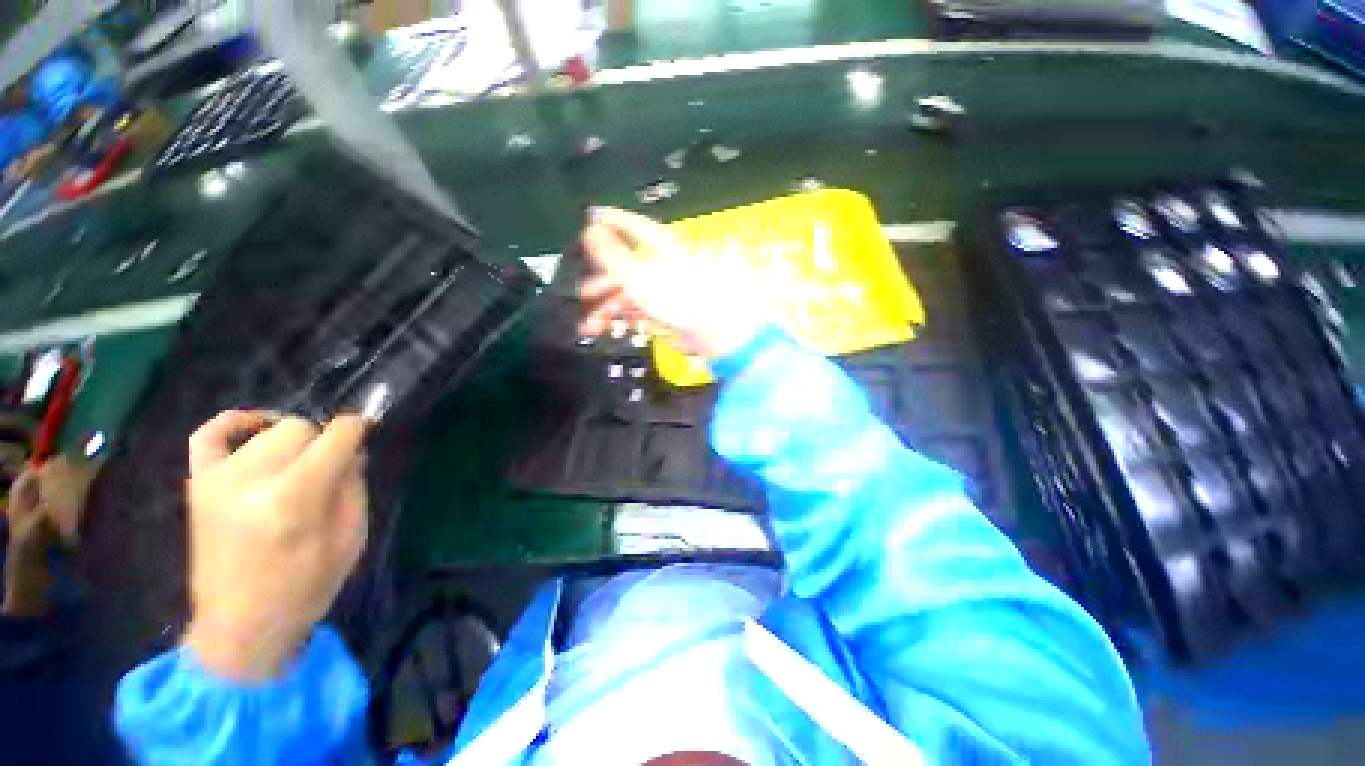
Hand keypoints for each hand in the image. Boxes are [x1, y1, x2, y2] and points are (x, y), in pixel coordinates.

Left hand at [181, 411, 368, 681]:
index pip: (336, 435)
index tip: (366, 433)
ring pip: (267, 431)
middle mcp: (252, 479)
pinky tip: (256, 429)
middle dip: (322, 441)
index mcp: (295, 496)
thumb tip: (353, 451)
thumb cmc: (305, 588)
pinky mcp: (198, 486)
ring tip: (299, 465)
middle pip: (299, 428)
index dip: (357, 430)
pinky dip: (235, 423)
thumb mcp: (351, 540)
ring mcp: (217, 480)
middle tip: (329, 467)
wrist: (240, 628)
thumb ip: (354, 487)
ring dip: (291, 442)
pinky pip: (208, 434)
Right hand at [578, 208, 767, 359]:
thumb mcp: (639, 276)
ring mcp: (669, 290)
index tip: (590, 217)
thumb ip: (612, 254)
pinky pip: (646, 311)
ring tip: (592, 326)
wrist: (715, 332)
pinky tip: (623, 328)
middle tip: (584, 296)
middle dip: (602, 283)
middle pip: (627, 268)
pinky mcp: (673, 313)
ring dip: (611, 309)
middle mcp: (664, 266)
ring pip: (634, 294)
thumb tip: (591, 228)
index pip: (632, 226)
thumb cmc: (679, 299)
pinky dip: (631, 319)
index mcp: (660, 248)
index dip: (610, 221)